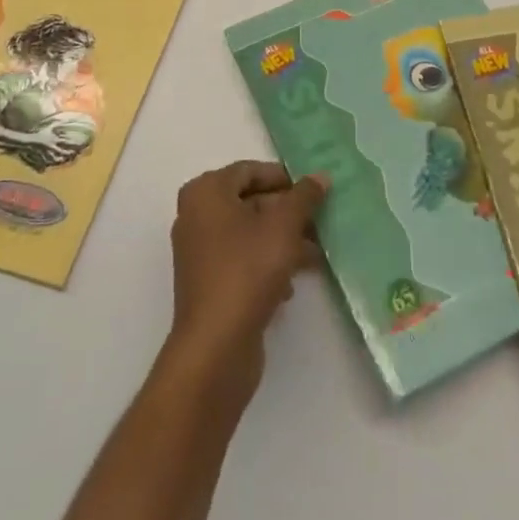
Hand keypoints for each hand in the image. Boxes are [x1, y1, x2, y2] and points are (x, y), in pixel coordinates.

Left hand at [164, 160, 328, 399]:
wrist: (215, 348)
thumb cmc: (247, 271)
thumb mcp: (283, 227)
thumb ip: (304, 197)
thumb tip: (320, 176)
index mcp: (206, 192)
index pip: (249, 170)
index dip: (283, 178)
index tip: (313, 190)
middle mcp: (197, 216)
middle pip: (250, 202)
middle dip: (288, 213)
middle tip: (321, 221)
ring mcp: (201, 252)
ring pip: (250, 234)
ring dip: (283, 241)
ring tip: (317, 254)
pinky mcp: (209, 284)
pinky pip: (243, 261)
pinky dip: (267, 265)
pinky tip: (291, 285)